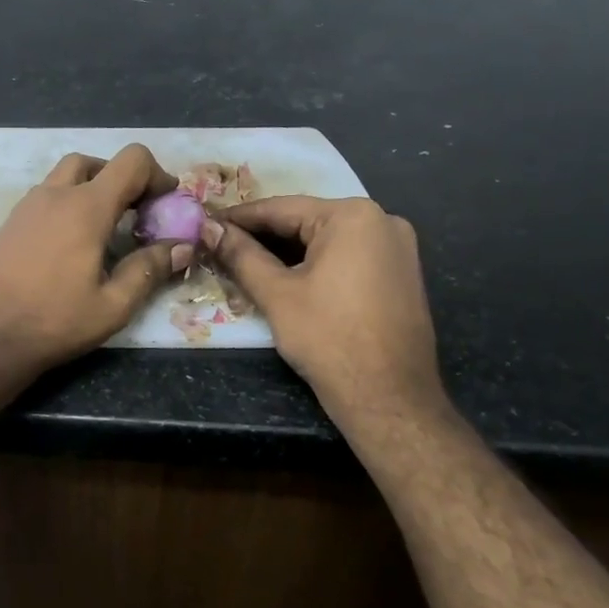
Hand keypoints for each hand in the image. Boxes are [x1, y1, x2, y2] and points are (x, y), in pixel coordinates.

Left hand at [0, 145, 193, 372]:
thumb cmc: (53, 322)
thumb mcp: (113, 306)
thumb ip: (149, 270)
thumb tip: (182, 246)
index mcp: (86, 207)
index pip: (131, 160)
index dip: (156, 174)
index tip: (165, 204)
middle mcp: (54, 195)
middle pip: (95, 162)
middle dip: (121, 179)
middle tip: (134, 214)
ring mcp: (26, 206)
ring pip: (65, 176)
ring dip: (91, 188)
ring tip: (105, 229)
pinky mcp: (9, 222)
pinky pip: (45, 196)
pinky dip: (66, 203)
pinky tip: (71, 243)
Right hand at [203, 196, 448, 418]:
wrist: (389, 399)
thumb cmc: (329, 339)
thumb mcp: (276, 294)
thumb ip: (241, 255)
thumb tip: (209, 230)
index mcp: (353, 216)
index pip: (282, 208)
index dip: (239, 218)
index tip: (207, 224)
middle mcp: (382, 221)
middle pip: (306, 222)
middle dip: (263, 235)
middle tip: (221, 245)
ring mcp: (397, 248)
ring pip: (326, 240)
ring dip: (287, 251)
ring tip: (245, 261)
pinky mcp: (401, 274)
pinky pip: (348, 257)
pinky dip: (315, 264)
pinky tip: (285, 277)